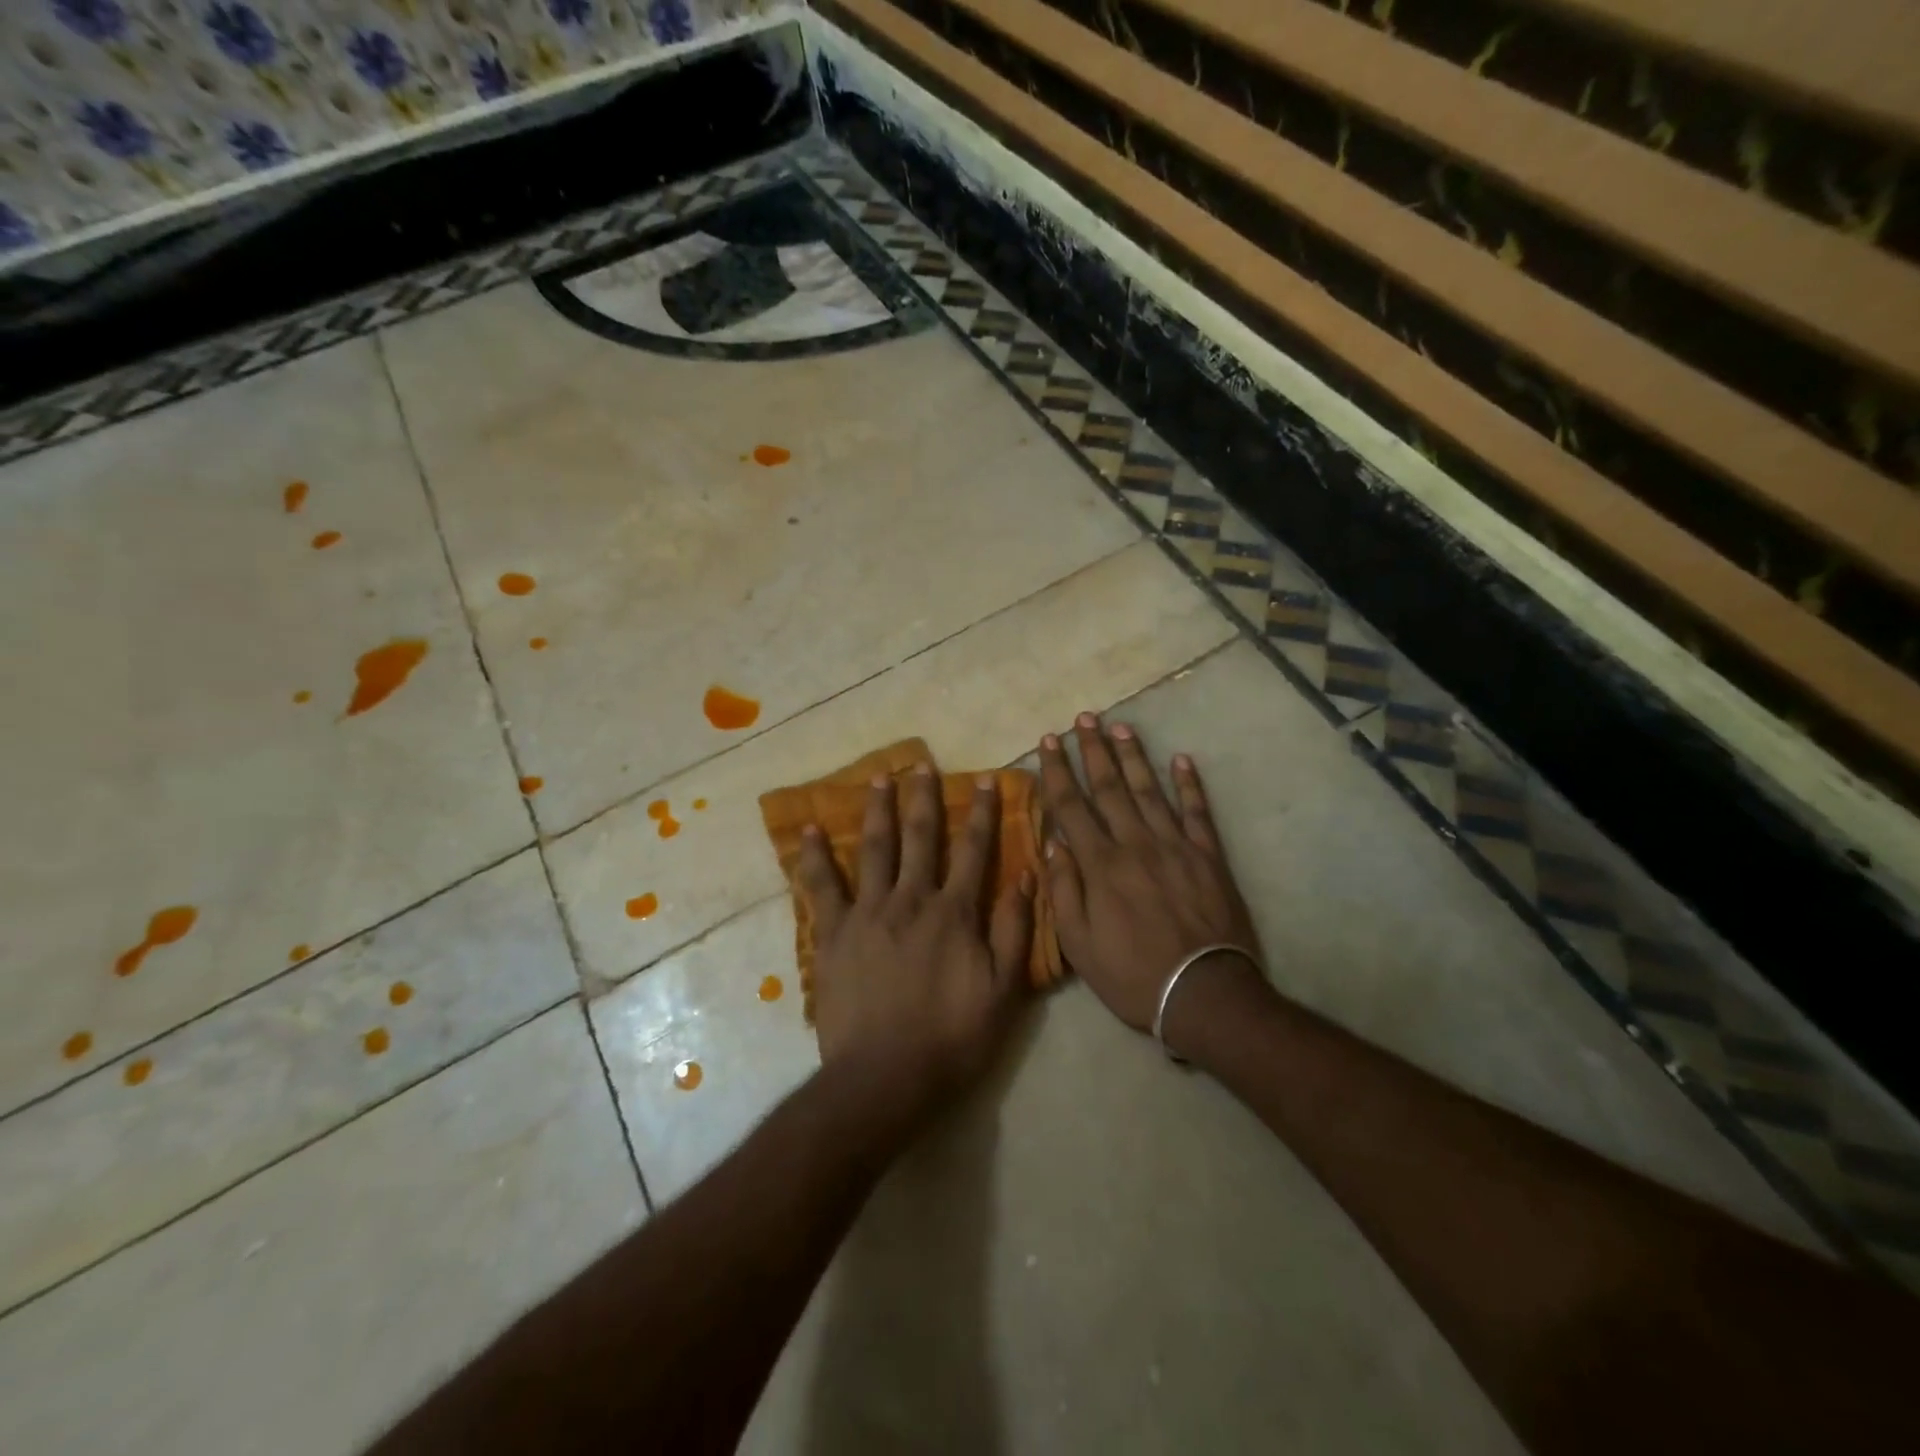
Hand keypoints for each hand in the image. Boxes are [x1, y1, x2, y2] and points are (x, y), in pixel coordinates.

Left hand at [798, 764, 1034, 1114]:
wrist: (884, 1077)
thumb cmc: (951, 1038)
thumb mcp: (1003, 991)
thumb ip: (1015, 931)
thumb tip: (1026, 877)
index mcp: (955, 912)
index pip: (974, 851)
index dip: (981, 813)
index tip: (984, 780)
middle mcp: (912, 899)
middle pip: (920, 838)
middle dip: (924, 798)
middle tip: (921, 762)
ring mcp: (869, 913)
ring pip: (875, 849)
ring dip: (878, 810)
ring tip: (878, 778)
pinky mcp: (835, 933)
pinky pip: (822, 886)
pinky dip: (815, 857)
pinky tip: (810, 830)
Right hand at [1039, 713, 1264, 1042]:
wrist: (1203, 992)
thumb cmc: (1131, 974)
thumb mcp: (1079, 945)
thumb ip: (1064, 891)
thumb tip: (1053, 843)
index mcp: (1100, 865)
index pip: (1072, 807)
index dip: (1057, 771)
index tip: (1048, 741)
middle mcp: (1135, 844)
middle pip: (1110, 787)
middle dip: (1093, 750)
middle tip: (1083, 718)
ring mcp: (1175, 846)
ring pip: (1149, 790)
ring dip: (1134, 756)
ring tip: (1121, 727)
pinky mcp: (1208, 856)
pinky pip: (1197, 812)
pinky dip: (1189, 784)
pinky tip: (1181, 759)